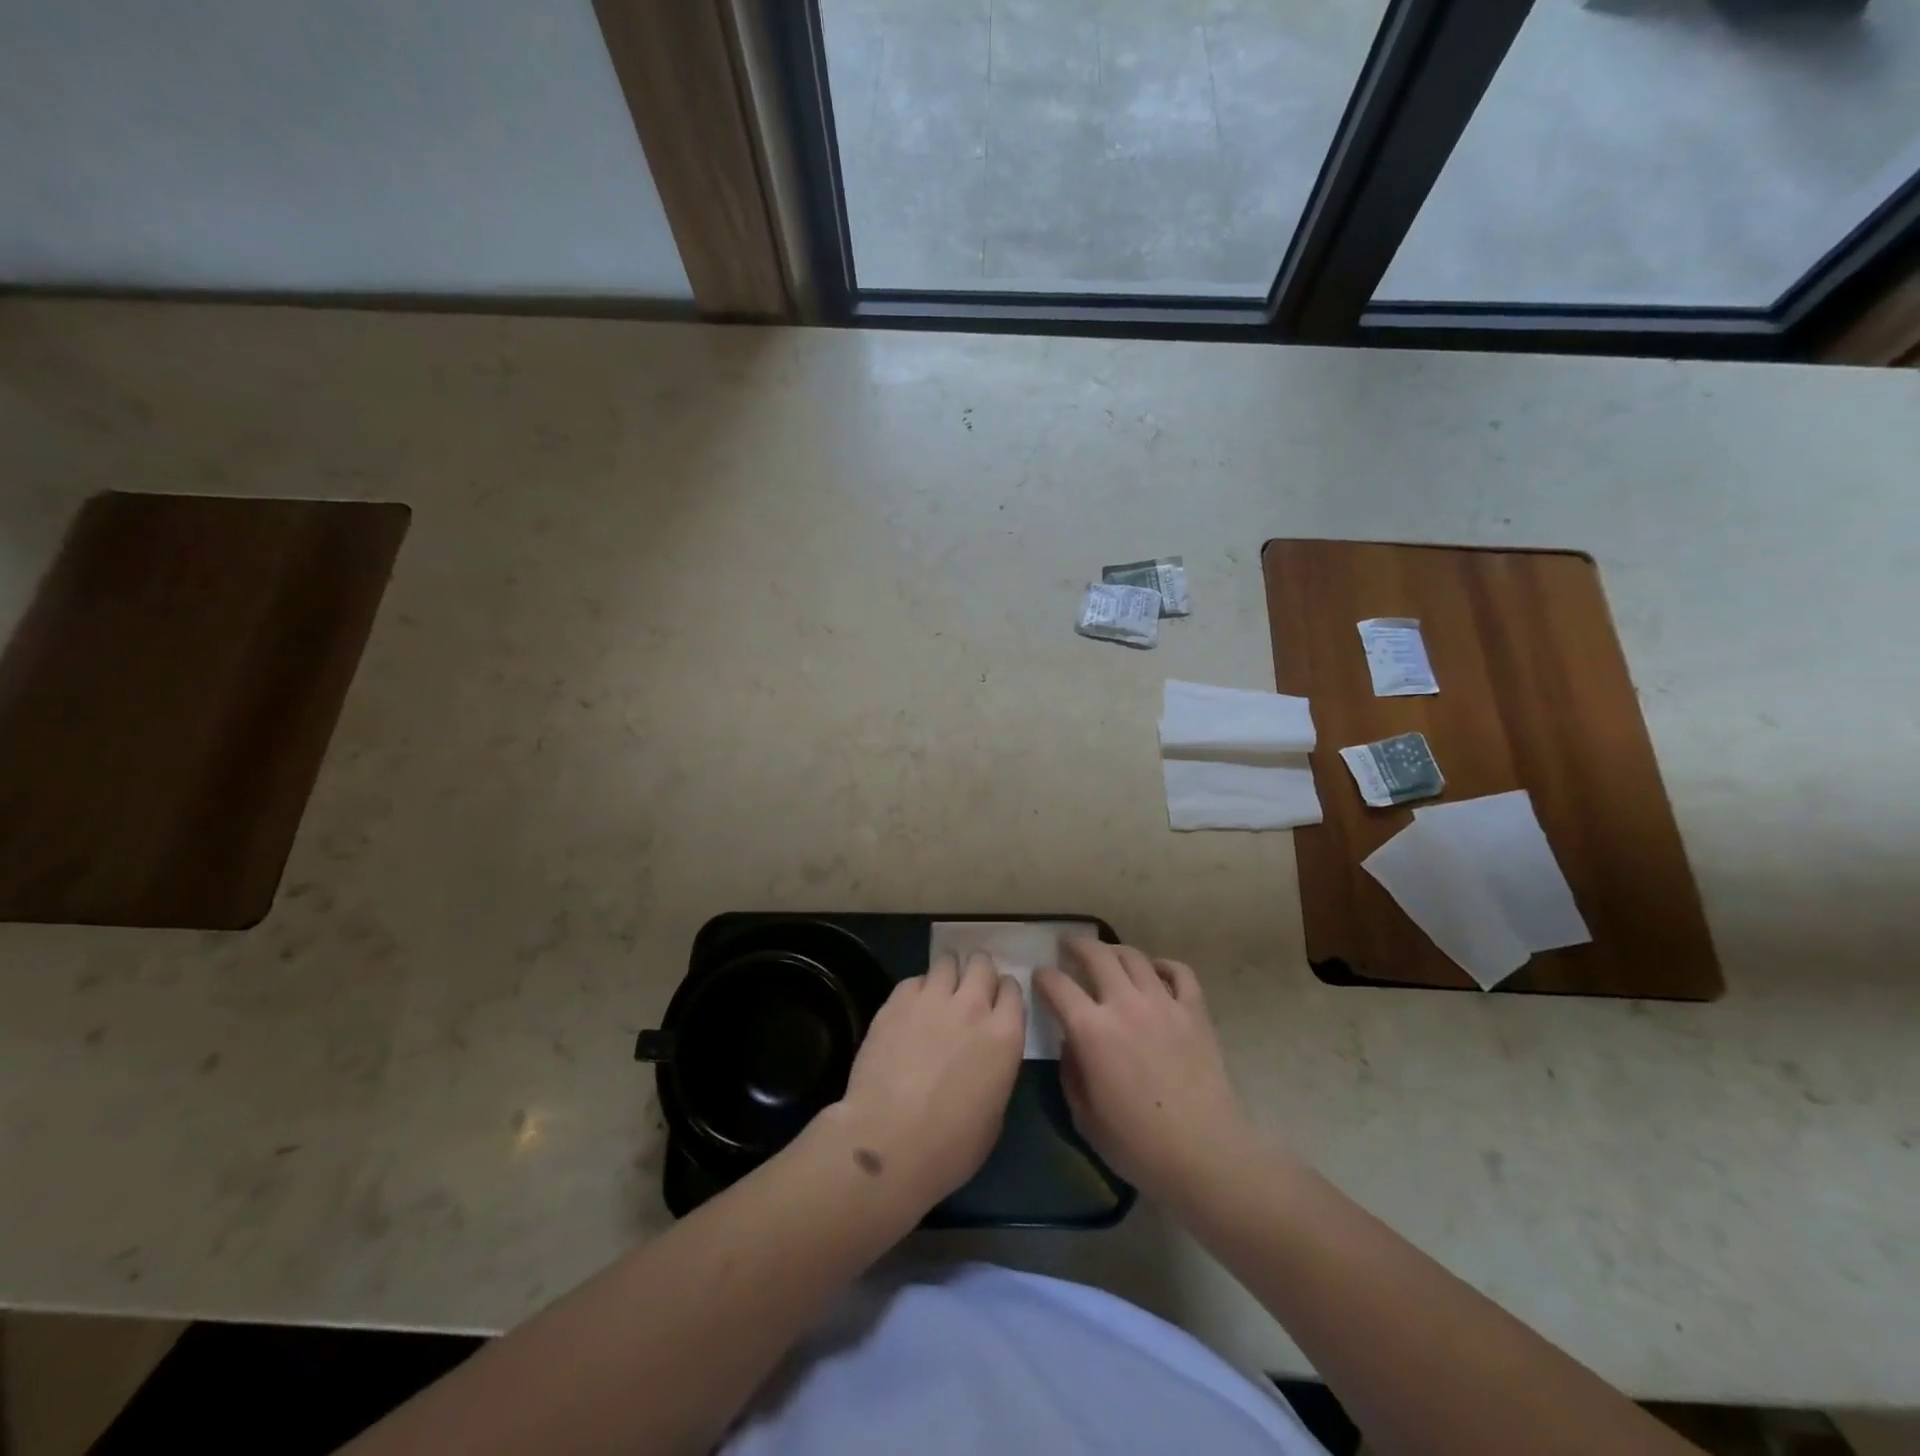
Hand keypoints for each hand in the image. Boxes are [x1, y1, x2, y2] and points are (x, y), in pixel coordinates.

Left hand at [822, 952, 1024, 1214]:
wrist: (888, 1143)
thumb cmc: (950, 1146)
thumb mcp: (995, 1112)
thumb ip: (996, 1066)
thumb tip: (985, 1052)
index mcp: (1004, 1035)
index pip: (1012, 988)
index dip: (1003, 993)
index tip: (996, 1003)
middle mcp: (972, 1006)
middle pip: (982, 963)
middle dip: (977, 972)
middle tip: (968, 990)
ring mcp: (932, 999)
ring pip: (947, 960)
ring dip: (947, 973)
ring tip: (939, 992)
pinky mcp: (897, 1001)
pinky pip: (914, 980)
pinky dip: (917, 990)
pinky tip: (909, 1011)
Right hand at [1036, 942, 1258, 1205]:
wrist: (1205, 1155)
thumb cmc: (1138, 1145)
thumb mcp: (1084, 1117)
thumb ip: (1071, 1073)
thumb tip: (1071, 1045)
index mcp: (1091, 1031)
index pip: (1057, 985)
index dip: (1043, 977)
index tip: (1039, 976)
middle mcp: (1125, 1005)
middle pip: (1096, 955)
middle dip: (1076, 945)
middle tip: (1067, 945)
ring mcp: (1163, 1003)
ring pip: (1134, 957)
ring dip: (1115, 950)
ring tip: (1107, 955)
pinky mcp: (1194, 1011)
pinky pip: (1179, 972)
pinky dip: (1163, 965)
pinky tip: (1155, 971)